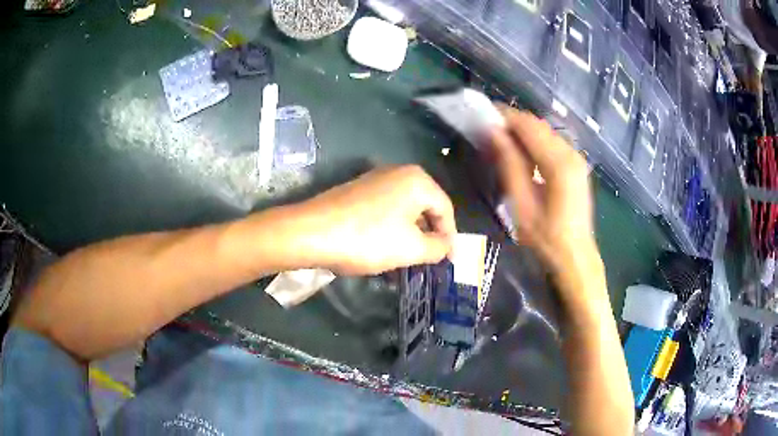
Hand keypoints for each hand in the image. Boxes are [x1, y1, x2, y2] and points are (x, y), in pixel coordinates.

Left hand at [297, 165, 456, 274]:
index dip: (450, 237)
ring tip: (406, 261)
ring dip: (409, 236)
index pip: (446, 210)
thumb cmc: (368, 239)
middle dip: (428, 236)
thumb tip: (447, 245)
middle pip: (425, 208)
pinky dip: (390, 230)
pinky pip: (384, 211)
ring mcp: (374, 180)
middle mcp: (398, 172)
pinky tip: (383, 250)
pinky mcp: (356, 191)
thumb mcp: (411, 249)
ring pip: (403, 211)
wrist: (310, 232)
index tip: (448, 262)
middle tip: (429, 261)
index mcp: (417, 180)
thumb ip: (438, 247)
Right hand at [489, 107, 605, 306]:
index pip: (528, 126)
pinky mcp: (577, 165)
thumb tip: (493, 132)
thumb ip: (509, 164)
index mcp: (559, 163)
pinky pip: (552, 143)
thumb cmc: (547, 237)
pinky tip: (522, 154)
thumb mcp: (522, 204)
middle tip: (488, 130)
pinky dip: (535, 142)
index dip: (505, 117)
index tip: (482, 115)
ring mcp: (577, 158)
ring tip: (500, 141)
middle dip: (513, 123)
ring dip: (523, 132)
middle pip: (538, 125)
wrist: (576, 255)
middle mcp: (571, 153)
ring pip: (545, 132)